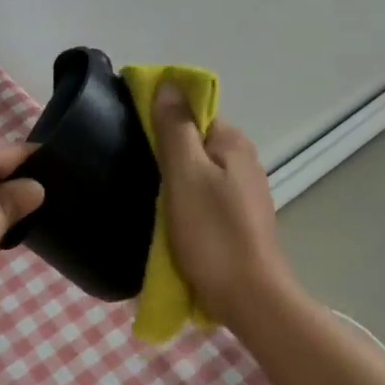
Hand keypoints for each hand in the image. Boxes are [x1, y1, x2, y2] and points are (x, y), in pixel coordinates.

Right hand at [149, 85, 296, 328]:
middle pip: (195, 140)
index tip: (133, 132)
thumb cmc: (213, 233)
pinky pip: (204, 195)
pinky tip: (169, 216)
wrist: (250, 299)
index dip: (163, 115)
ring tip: (146, 192)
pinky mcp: (239, 218)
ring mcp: (244, 191)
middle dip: (166, 149)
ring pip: (198, 169)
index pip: (193, 110)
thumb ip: (175, 129)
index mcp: (233, 142)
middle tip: (136, 165)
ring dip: (173, 177)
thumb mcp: (185, 175)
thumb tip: (168, 85)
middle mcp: (243, 160)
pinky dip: (185, 199)